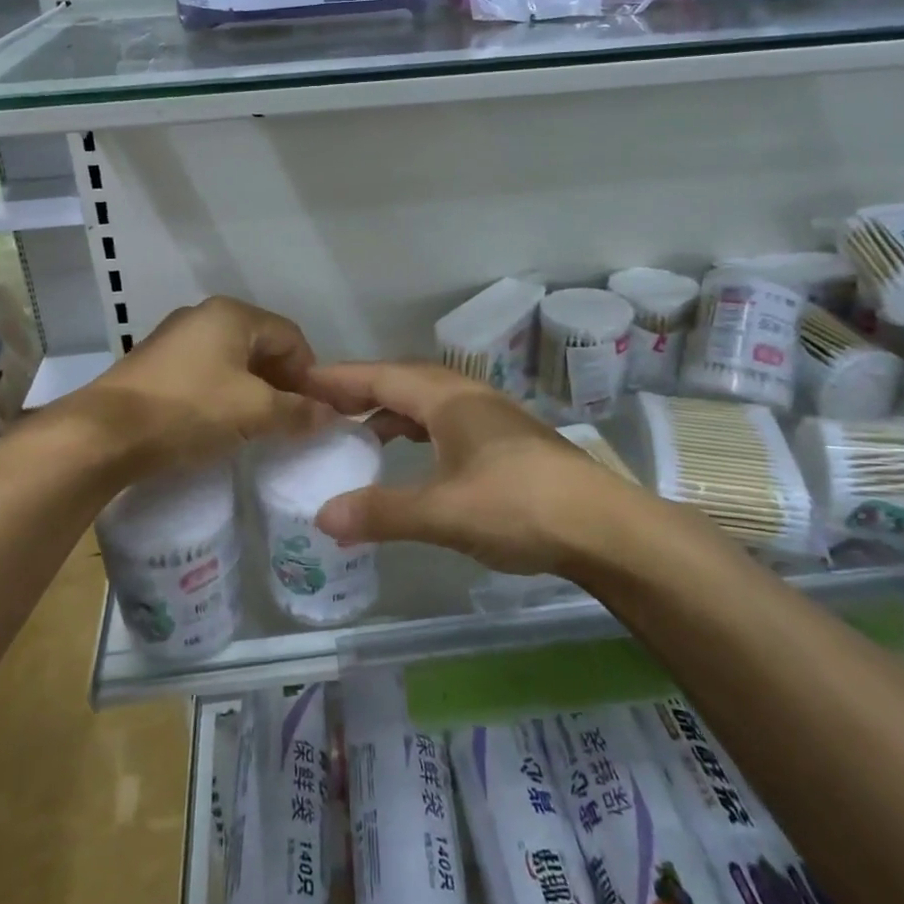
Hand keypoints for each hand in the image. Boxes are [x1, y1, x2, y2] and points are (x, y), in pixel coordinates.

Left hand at [72, 296, 325, 476]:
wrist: (104, 434)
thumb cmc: (189, 410)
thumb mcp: (254, 413)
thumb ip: (297, 411)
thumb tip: (328, 415)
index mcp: (232, 315)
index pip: (291, 336)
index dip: (310, 372)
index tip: (314, 409)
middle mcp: (203, 316)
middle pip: (261, 345)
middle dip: (282, 381)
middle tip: (291, 419)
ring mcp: (175, 338)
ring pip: (232, 360)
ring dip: (253, 389)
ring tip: (259, 425)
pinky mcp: (155, 364)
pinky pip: (205, 372)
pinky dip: (223, 393)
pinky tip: (221, 423)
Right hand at [304, 362, 638, 574]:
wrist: (604, 526)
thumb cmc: (519, 507)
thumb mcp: (444, 513)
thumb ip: (382, 512)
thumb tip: (322, 516)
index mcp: (448, 399)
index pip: (381, 377)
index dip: (339, 378)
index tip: (300, 380)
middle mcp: (468, 395)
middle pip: (403, 380)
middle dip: (360, 389)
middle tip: (320, 404)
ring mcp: (490, 415)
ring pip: (426, 399)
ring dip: (390, 408)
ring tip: (356, 431)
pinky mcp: (505, 438)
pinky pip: (444, 419)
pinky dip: (416, 428)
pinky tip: (412, 454)